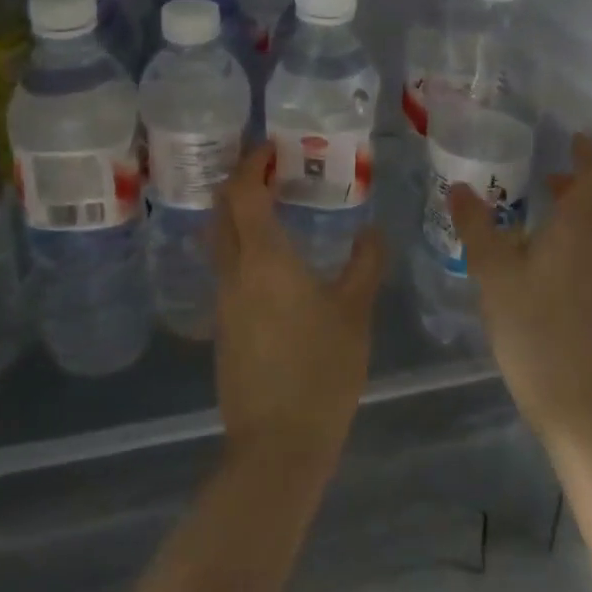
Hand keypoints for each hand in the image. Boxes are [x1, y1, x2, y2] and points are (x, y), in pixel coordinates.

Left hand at [212, 143, 384, 476]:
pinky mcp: (223, 326)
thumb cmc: (321, 370)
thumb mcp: (355, 312)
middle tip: (271, 168)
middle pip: (222, 210)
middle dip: (239, 180)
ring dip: (237, 213)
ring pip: (219, 239)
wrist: (276, 445)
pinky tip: (270, 259)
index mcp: (263, 258)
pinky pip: (225, 267)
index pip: (244, 192)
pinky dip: (241, 244)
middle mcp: (234, 271)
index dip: (252, 162)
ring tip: (273, 206)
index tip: (271, 146)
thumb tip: (372, 231)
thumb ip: (365, 264)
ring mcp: (223, 300)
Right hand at [447, 133, 591, 453]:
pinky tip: (547, 248)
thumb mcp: (493, 271)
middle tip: (553, 170)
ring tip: (548, 202)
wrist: (577, 398)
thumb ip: (476, 226)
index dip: (589, 153)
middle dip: (586, 178)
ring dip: (584, 206)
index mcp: (582, 225)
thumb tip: (458, 187)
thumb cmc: (534, 325)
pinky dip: (582, 232)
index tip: (572, 138)